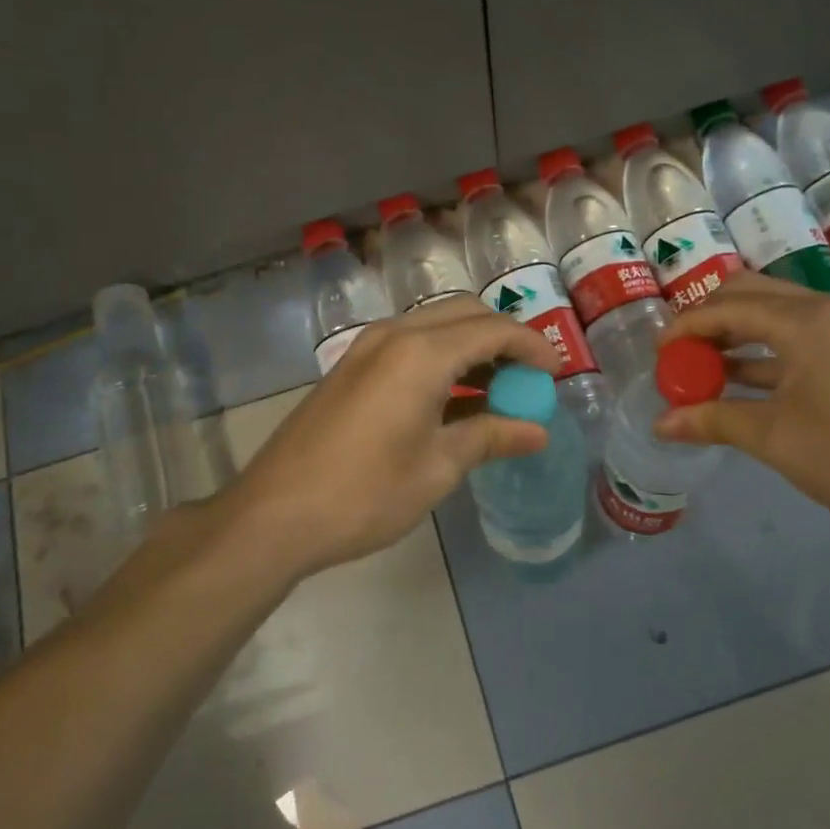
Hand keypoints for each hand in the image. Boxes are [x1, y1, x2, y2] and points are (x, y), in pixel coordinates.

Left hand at [222, 296, 560, 576]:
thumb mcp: (438, 468)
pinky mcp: (351, 366)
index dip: (532, 347)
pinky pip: (409, 343)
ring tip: (495, 391)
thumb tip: (538, 432)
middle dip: (503, 339)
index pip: (494, 330)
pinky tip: (451, 398)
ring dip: (471, 346)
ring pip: (435, 324)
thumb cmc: (365, 494)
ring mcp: (367, 347)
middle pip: (465, 313)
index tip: (554, 376)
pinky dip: (441, 357)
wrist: (274, 514)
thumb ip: (490, 438)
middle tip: (526, 381)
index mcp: (422, 354)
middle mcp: (395, 335)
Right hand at [653, 272, 829, 535]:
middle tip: (680, 354)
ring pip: (773, 314)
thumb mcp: (774, 438)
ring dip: (734, 335)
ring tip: (701, 369)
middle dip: (708, 319)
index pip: (726, 307)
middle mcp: (823, 310)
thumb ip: (712, 420)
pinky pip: (795, 337)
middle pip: (749, 293)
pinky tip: (739, 383)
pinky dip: (762, 353)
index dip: (685, 327)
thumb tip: (660, 423)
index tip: (657, 354)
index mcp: (803, 321)